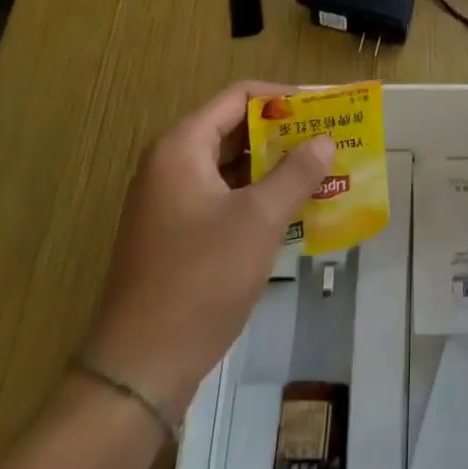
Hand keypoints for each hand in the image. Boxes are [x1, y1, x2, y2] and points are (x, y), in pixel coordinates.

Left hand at [85, 83, 332, 416]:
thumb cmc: (200, 280)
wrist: (139, 371)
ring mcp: (170, 203)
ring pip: (230, 167)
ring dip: (273, 167)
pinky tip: (292, 210)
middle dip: (282, 133)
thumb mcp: (259, 220)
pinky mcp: (175, 236)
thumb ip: (296, 173)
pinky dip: (256, 197)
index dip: (283, 97)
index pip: (238, 97)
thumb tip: (324, 140)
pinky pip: (223, 198)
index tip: (324, 106)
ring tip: (319, 171)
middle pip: (234, 129)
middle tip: (328, 139)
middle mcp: (170, 166)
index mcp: (181, 147)